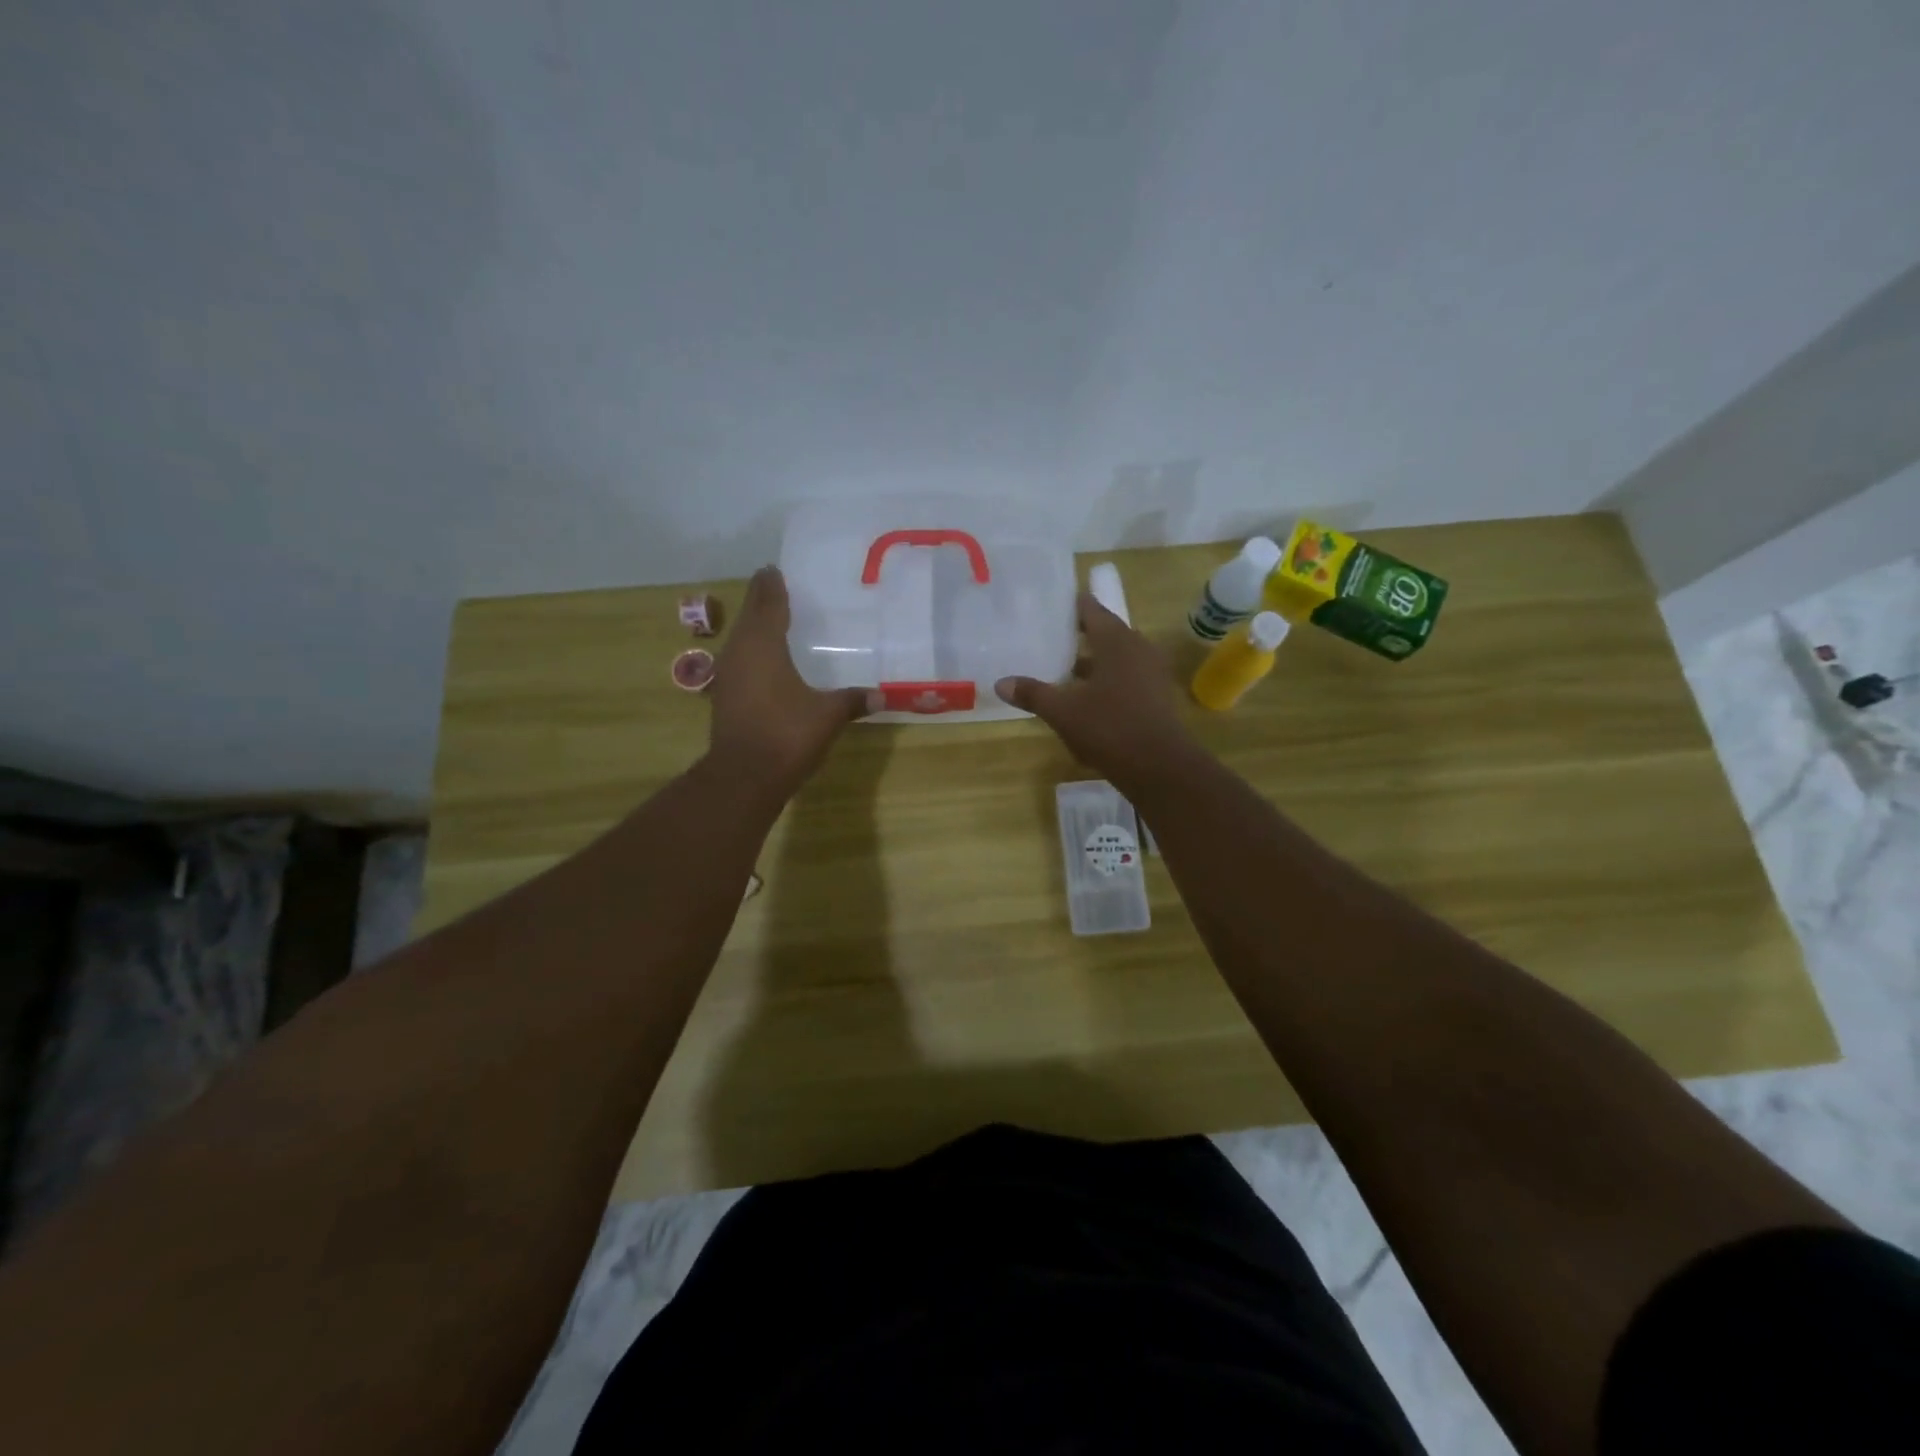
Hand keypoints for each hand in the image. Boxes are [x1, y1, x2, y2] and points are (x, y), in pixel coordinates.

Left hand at [708, 567, 878, 794]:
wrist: (744, 777)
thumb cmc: (786, 734)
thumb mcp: (827, 715)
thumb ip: (852, 700)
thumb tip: (881, 695)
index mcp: (763, 645)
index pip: (767, 603)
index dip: (771, 585)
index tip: (774, 569)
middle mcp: (739, 652)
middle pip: (749, 617)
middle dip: (762, 602)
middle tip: (777, 588)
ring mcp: (727, 676)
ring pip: (740, 641)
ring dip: (754, 628)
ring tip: (773, 622)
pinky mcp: (724, 698)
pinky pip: (739, 662)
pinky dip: (751, 654)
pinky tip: (766, 664)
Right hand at [996, 593, 1198, 787]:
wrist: (1160, 767)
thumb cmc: (1109, 728)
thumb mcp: (1063, 712)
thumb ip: (1033, 694)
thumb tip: (1001, 683)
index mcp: (1116, 642)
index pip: (1093, 611)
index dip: (1074, 606)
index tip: (1054, 604)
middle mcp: (1138, 649)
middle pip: (1107, 633)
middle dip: (1081, 635)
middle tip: (1053, 636)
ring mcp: (1152, 674)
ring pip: (1118, 658)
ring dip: (1094, 661)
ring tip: (1065, 668)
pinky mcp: (1156, 697)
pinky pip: (1127, 678)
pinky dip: (1107, 680)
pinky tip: (1087, 697)